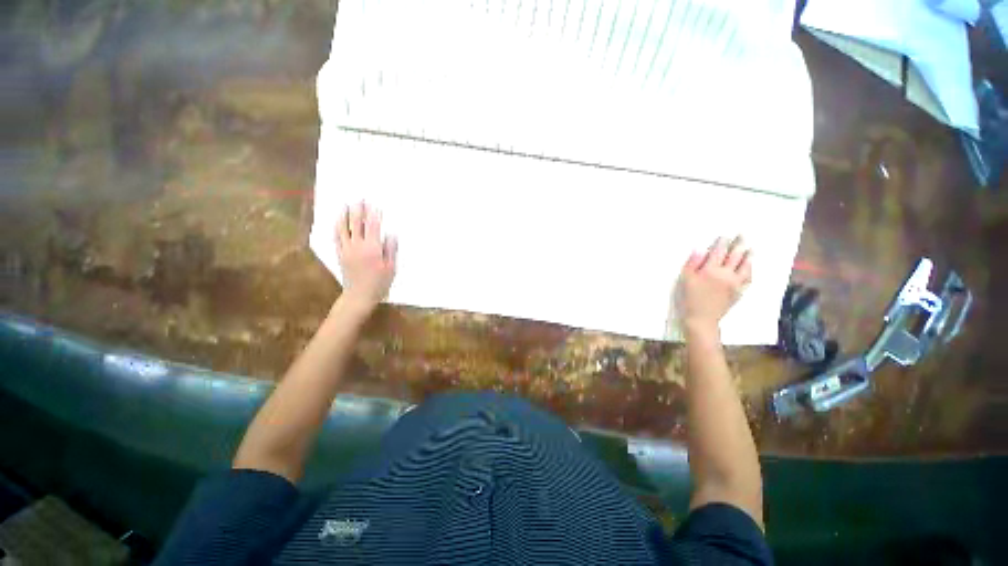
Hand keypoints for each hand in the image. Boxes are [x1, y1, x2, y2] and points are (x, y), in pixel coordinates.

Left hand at [336, 202, 397, 313]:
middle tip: (360, 199)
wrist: (359, 295)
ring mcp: (346, 250)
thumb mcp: (391, 268)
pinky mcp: (340, 254)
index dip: (374, 215)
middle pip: (356, 224)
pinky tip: (337, 221)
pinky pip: (336, 237)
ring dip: (345, 215)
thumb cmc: (379, 283)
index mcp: (372, 249)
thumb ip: (391, 249)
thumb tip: (391, 234)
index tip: (375, 205)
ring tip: (346, 205)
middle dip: (358, 210)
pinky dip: (337, 227)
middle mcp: (357, 246)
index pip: (372, 227)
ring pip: (343, 228)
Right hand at [676, 237, 751, 337]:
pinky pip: (748, 278)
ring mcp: (735, 283)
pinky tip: (749, 267)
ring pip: (745, 266)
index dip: (722, 242)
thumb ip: (692, 263)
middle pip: (735, 256)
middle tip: (743, 235)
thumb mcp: (685, 279)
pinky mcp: (739, 291)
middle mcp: (726, 274)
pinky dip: (750, 270)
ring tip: (750, 249)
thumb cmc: (689, 298)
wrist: (701, 318)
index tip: (726, 235)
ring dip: (748, 256)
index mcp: (710, 270)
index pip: (718, 252)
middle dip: (739, 244)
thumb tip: (699, 250)